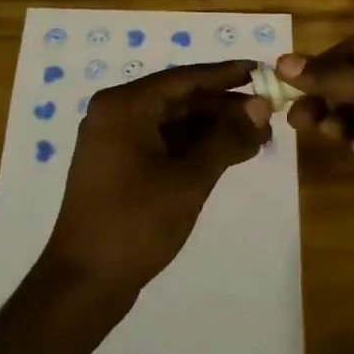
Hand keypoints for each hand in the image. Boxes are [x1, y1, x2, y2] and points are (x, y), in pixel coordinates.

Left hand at [39, 61, 271, 303]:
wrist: (84, 282)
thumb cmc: (136, 222)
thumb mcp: (189, 178)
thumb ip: (226, 137)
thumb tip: (261, 105)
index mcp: (124, 106)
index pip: (185, 78)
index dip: (226, 75)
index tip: (263, 72)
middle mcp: (116, 114)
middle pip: (180, 99)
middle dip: (224, 108)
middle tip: (268, 116)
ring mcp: (116, 141)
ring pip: (174, 123)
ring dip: (214, 130)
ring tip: (258, 138)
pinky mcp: (120, 166)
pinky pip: (164, 143)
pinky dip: (196, 148)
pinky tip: (230, 155)